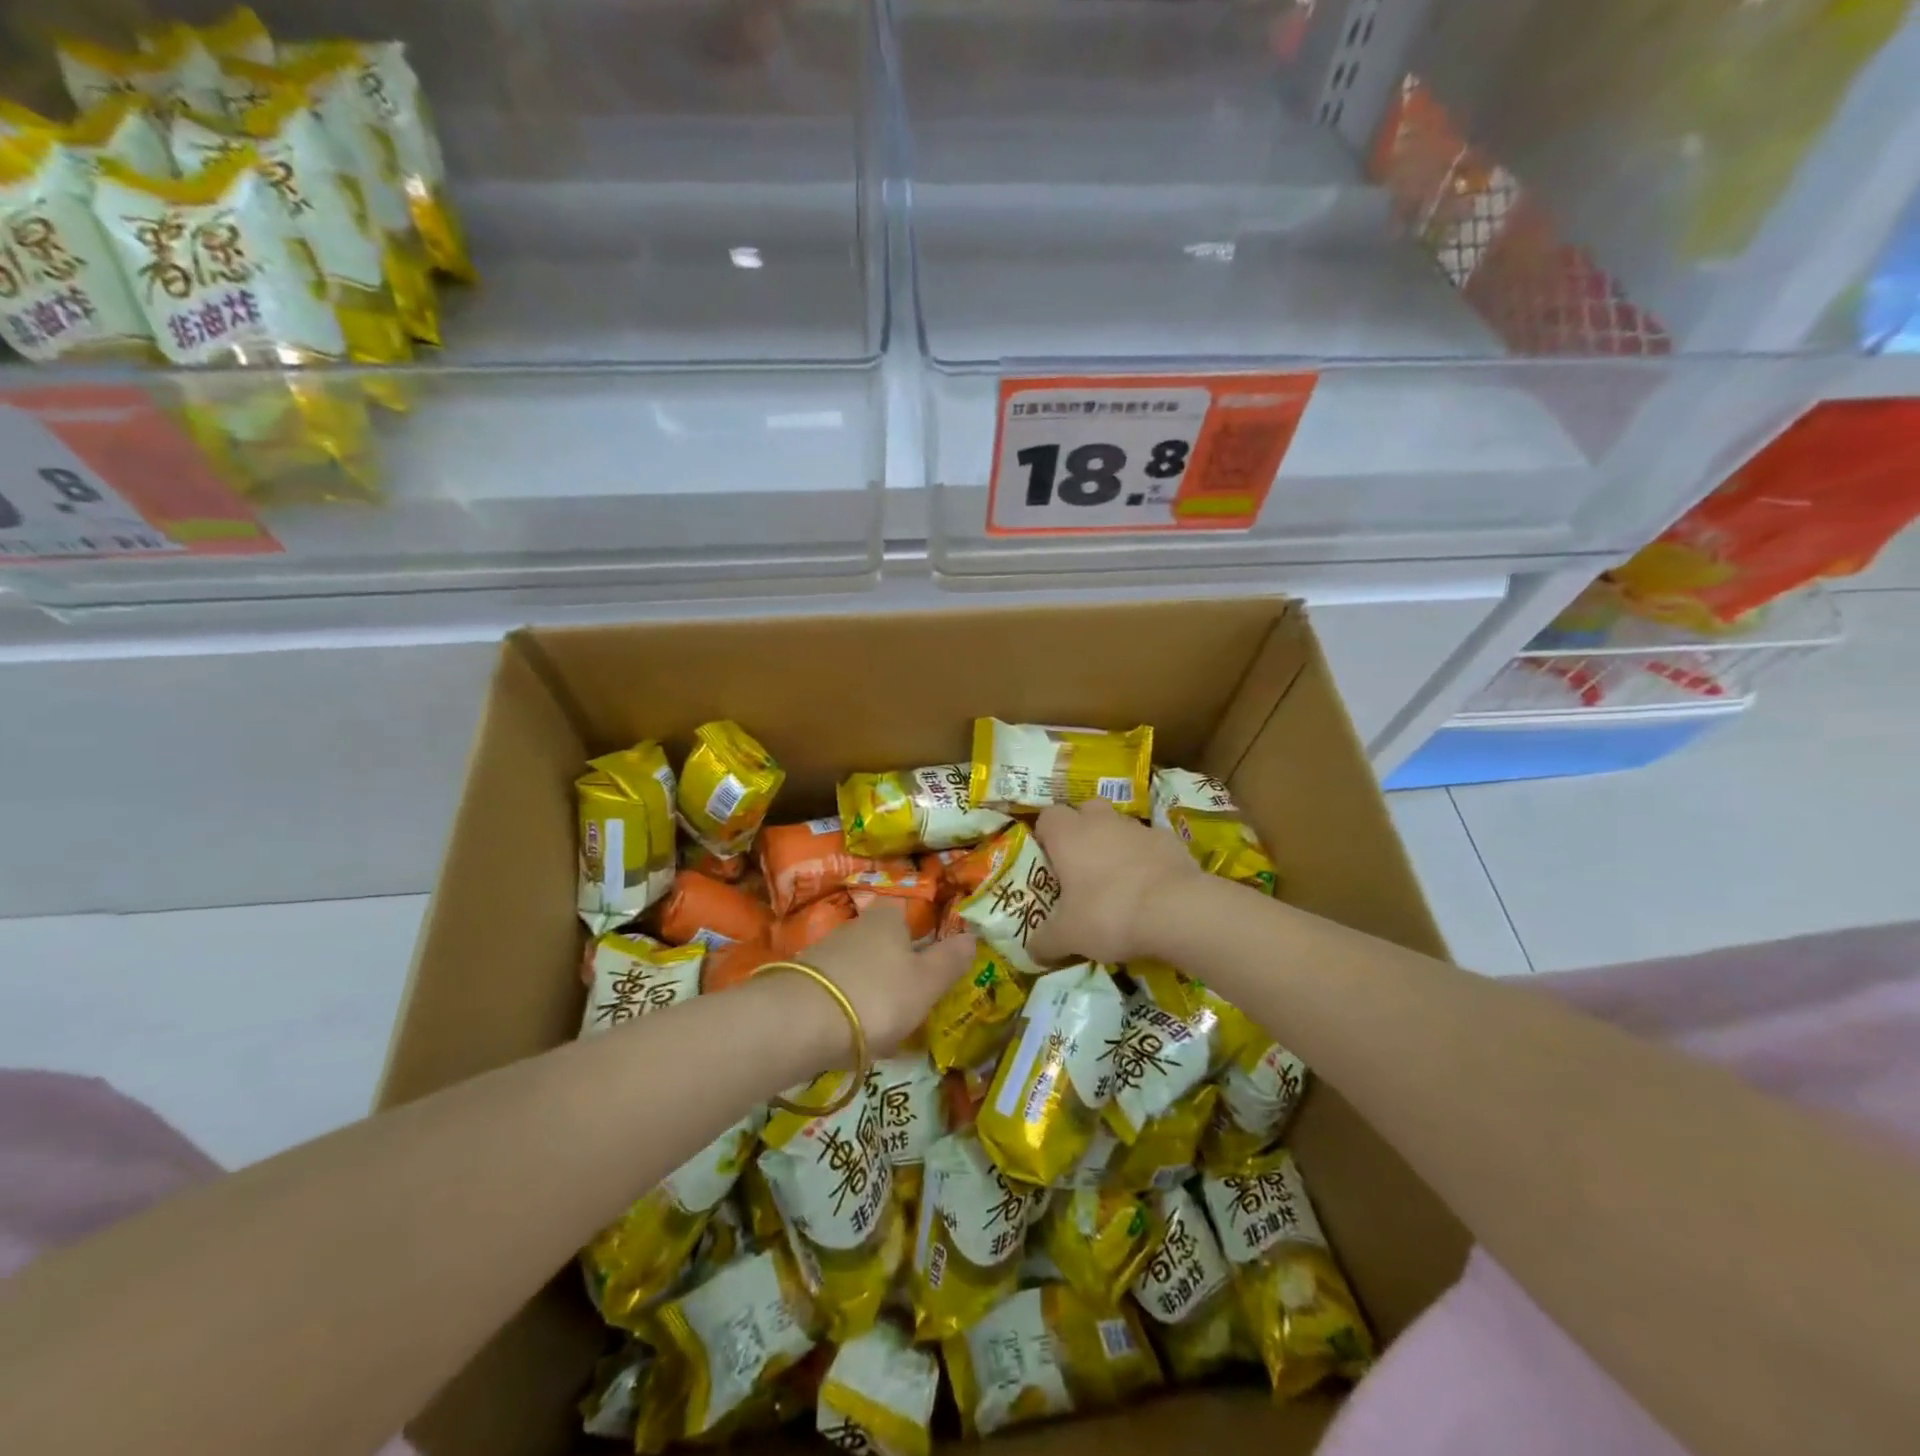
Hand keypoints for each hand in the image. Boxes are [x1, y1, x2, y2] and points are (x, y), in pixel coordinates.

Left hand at [802, 900, 975, 1056]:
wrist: (799, 1023)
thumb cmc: (877, 996)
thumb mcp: (927, 983)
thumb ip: (950, 960)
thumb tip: (972, 936)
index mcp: (888, 919)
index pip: (906, 914)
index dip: (919, 936)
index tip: (928, 965)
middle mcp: (854, 927)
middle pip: (881, 943)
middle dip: (895, 969)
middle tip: (911, 1003)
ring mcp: (824, 953)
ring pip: (858, 968)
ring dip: (871, 992)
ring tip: (883, 1028)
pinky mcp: (801, 983)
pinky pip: (836, 992)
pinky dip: (847, 1009)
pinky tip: (852, 1037)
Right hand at [1030, 800, 1202, 964]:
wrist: (1177, 910)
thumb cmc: (1109, 914)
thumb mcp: (1068, 936)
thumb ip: (1045, 941)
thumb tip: (1032, 952)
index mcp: (1068, 834)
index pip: (1047, 816)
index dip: (1045, 835)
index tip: (1048, 861)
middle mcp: (1101, 821)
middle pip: (1085, 811)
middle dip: (1081, 831)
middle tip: (1080, 866)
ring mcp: (1138, 828)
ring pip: (1118, 826)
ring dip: (1114, 845)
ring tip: (1117, 882)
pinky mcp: (1170, 840)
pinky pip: (1149, 844)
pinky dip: (1146, 859)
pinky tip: (1149, 888)